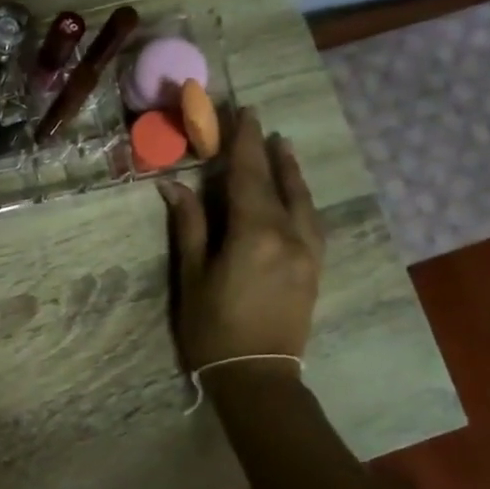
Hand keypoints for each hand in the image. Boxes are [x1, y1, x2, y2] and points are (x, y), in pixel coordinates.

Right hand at [158, 107, 324, 373]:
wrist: (258, 376)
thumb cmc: (213, 327)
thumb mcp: (193, 275)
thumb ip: (189, 225)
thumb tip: (174, 185)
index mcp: (255, 233)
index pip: (249, 175)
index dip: (244, 142)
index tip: (242, 112)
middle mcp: (290, 234)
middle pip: (280, 183)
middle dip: (268, 151)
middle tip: (260, 122)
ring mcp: (308, 252)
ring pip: (303, 200)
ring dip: (290, 172)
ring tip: (283, 148)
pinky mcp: (315, 268)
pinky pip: (312, 220)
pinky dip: (302, 198)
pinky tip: (296, 195)